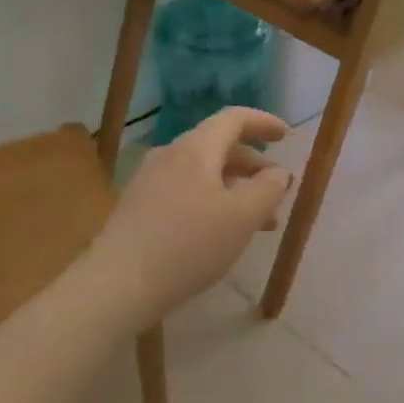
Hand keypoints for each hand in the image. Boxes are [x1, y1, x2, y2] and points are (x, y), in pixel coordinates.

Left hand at [93, 107, 293, 314]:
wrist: (117, 284)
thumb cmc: (188, 245)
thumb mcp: (242, 218)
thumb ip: (268, 189)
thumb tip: (278, 172)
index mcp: (196, 148)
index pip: (234, 118)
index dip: (263, 122)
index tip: (286, 136)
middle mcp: (170, 154)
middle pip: (218, 146)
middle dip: (253, 164)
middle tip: (277, 189)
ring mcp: (150, 180)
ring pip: (203, 173)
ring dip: (235, 188)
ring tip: (259, 222)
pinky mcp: (138, 206)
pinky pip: (185, 191)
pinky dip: (212, 201)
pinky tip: (221, 233)